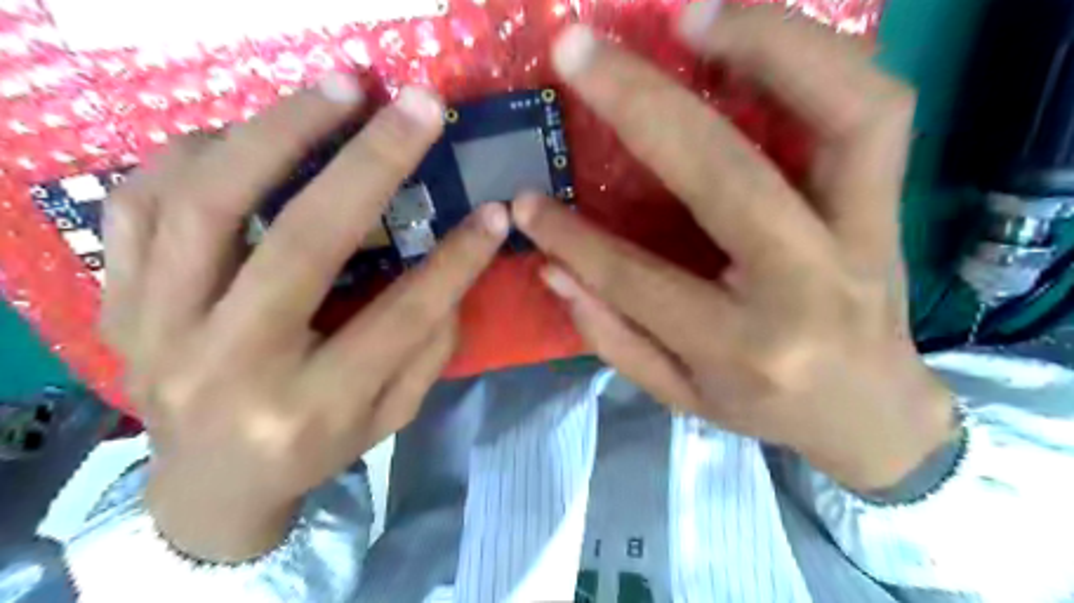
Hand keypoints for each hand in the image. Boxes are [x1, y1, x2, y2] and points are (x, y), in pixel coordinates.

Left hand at [98, 78, 508, 563]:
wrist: (208, 486)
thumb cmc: (315, 451)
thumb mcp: (389, 419)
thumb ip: (426, 352)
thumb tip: (453, 273)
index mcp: (310, 408)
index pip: (400, 317)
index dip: (456, 260)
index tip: (494, 212)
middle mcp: (231, 367)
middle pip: (301, 243)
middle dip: (370, 162)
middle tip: (415, 106)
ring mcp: (159, 330)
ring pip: (208, 205)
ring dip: (279, 130)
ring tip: (336, 90)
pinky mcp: (119, 303)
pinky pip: (142, 204)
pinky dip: (198, 152)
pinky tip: (250, 134)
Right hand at [518, 8, 955, 491]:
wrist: (875, 414)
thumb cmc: (768, 411)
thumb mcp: (682, 396)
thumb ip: (615, 337)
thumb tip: (553, 267)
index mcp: (743, 347)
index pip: (638, 280)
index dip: (573, 237)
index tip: (528, 199)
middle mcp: (806, 286)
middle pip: (725, 176)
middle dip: (642, 103)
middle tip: (579, 52)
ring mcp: (864, 236)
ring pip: (843, 112)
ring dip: (766, 42)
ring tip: (691, 14)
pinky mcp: (892, 207)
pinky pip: (876, 109)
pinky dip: (820, 57)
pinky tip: (758, 37)